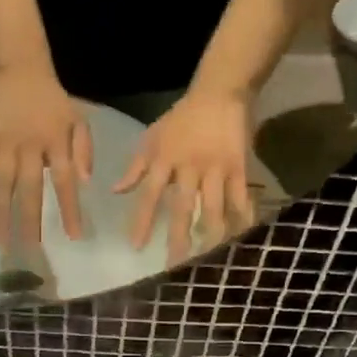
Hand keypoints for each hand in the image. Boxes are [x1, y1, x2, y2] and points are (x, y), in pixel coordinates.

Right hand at [0, 70, 91, 248]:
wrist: (21, 72)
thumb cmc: (55, 102)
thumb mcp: (80, 120)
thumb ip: (84, 150)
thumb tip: (85, 182)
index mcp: (56, 142)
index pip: (65, 181)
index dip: (70, 209)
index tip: (74, 236)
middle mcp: (30, 146)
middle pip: (30, 188)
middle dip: (30, 220)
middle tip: (30, 249)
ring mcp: (5, 144)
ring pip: (2, 184)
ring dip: (1, 214)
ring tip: (1, 242)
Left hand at [114, 86, 256, 265]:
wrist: (219, 92)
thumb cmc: (182, 117)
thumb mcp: (152, 137)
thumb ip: (135, 167)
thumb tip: (115, 191)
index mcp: (165, 160)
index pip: (149, 195)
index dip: (142, 221)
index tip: (136, 246)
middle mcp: (189, 167)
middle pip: (182, 207)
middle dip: (178, 237)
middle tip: (175, 264)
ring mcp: (216, 168)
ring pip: (213, 206)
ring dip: (210, 233)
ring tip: (208, 256)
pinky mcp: (238, 166)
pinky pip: (240, 196)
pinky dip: (241, 216)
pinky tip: (241, 236)